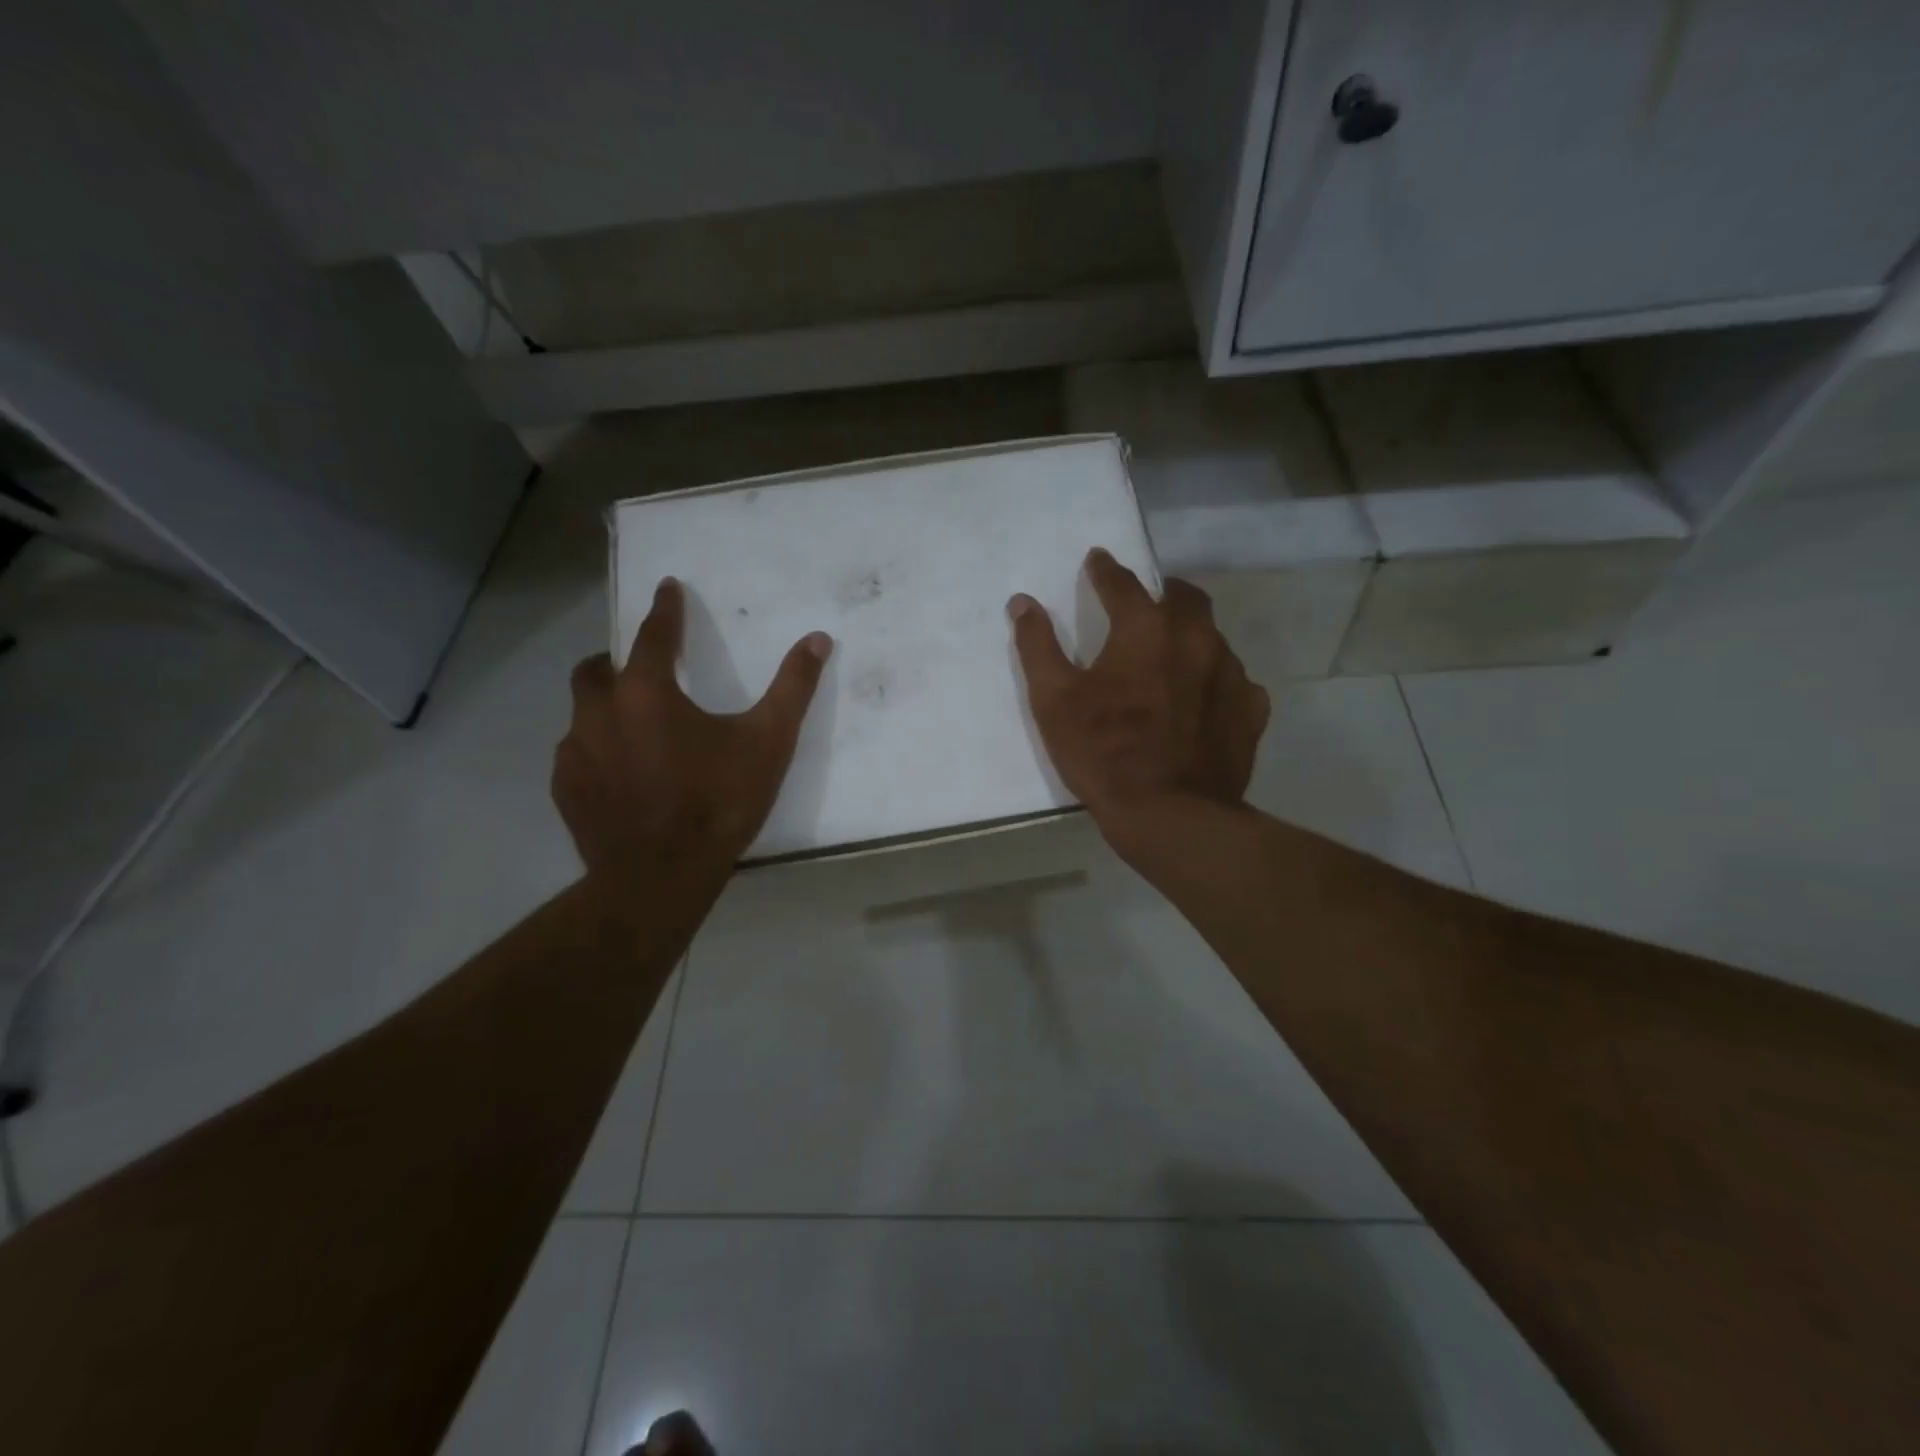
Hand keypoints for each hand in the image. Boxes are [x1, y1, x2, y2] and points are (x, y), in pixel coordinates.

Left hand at [554, 578, 831, 873]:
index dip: (664, 609)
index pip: (653, 634)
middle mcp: (599, 712)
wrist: (662, 876)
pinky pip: (577, 756)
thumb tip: (817, 639)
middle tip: (645, 673)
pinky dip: (598, 752)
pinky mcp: (566, 790)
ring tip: (636, 729)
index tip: (667, 588)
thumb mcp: (768, 742)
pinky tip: (621, 775)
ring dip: (606, 709)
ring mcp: (575, 753)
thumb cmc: (719, 802)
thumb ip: (793, 687)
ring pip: (583, 714)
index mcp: (647, 692)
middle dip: (618, 661)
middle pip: (597, 669)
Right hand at [1008, 549, 1268, 832]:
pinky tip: (1204, 700)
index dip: (1105, 570)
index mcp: (1145, 629)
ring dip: (1191, 637)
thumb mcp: (1054, 700)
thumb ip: (1037, 646)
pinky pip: (1236, 682)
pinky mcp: (1250, 711)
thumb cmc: (1104, 752)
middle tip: (1144, 603)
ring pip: (1212, 638)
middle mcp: (1196, 639)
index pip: (1123, 584)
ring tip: (1172, 656)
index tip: (1097, 560)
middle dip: (1162, 593)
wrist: (1170, 815)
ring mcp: (1231, 674)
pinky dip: (1215, 681)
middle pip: (1184, 598)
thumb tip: (1022, 602)